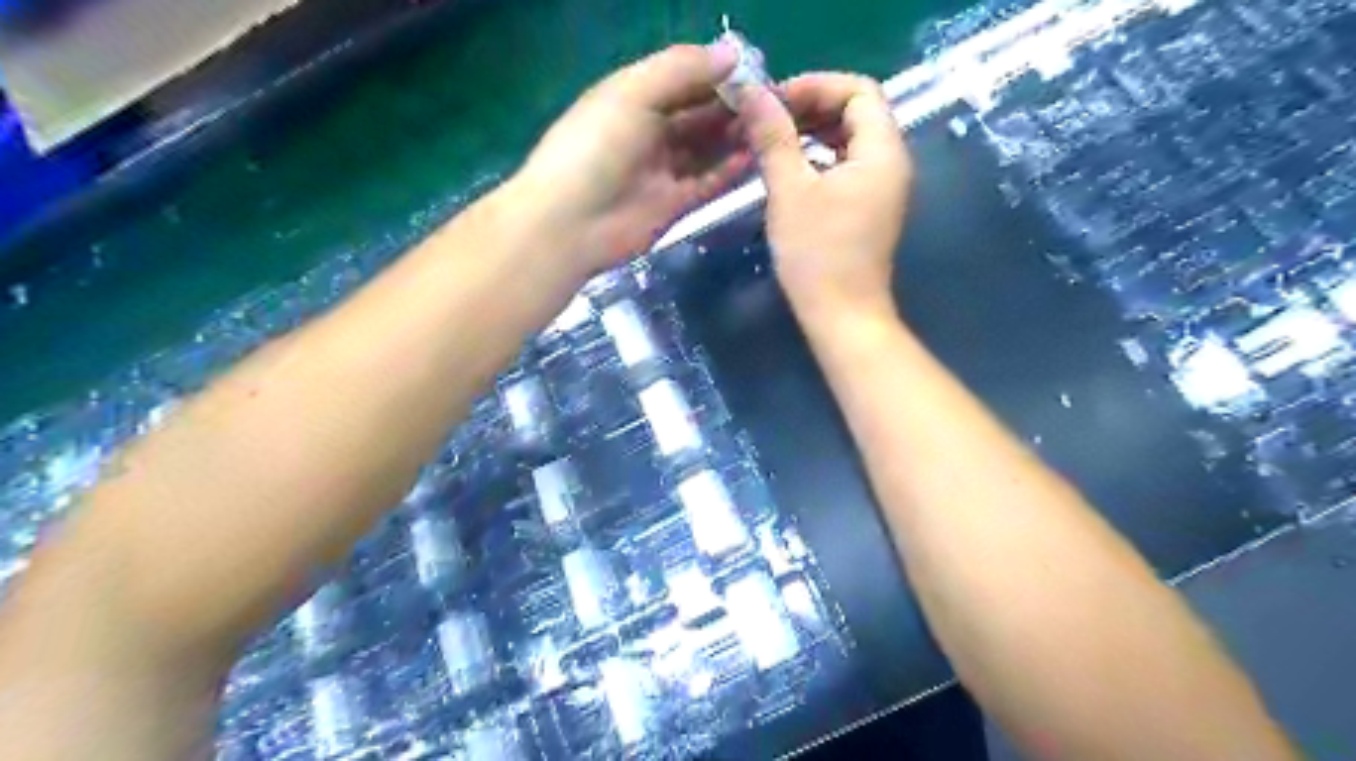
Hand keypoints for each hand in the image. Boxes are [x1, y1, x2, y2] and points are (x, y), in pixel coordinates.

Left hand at [516, 43, 752, 273]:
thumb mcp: (632, 94)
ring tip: (772, 127)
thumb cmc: (595, 149)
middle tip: (772, 102)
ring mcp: (661, 170)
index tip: (756, 71)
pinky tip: (755, 157)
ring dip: (734, 137)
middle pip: (698, 114)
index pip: (683, 78)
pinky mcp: (673, 204)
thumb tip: (732, 55)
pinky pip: (707, 182)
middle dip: (732, 107)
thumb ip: (681, 71)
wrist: (571, 224)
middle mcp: (649, 131)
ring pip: (705, 149)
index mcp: (633, 97)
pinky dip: (728, 171)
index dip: (717, 73)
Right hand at [738, 75, 914, 322]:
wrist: (841, 315)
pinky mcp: (868, 207)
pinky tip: (789, 169)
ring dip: (812, 132)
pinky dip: (818, 157)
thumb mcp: (790, 192)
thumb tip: (752, 93)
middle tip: (767, 119)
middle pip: (856, 112)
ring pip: (849, 140)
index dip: (815, 86)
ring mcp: (881, 187)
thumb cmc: (817, 256)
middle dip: (811, 107)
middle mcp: (890, 162)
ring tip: (772, 141)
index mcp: (881, 151)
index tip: (774, 101)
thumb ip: (774, 138)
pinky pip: (846, 165)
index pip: (858, 90)